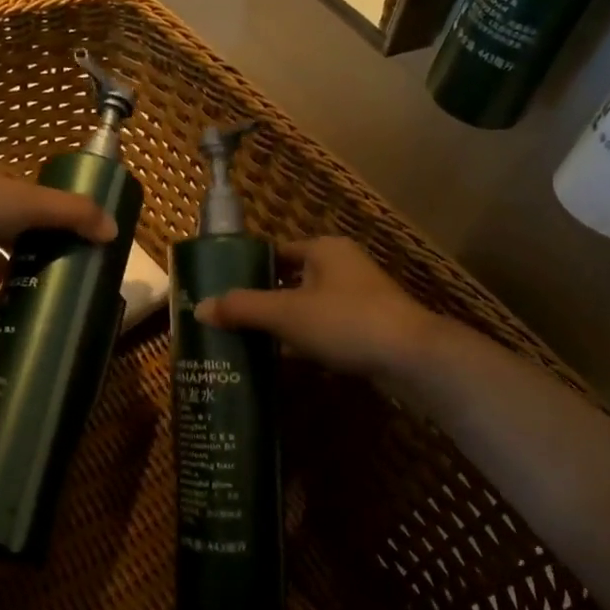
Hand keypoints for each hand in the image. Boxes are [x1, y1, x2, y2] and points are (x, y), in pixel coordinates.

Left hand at [0, 149, 117, 313]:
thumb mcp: (28, 202)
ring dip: (7, 273)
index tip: (68, 234)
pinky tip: (5, 316)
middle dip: (29, 245)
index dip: (46, 209)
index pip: (23, 187)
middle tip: (57, 268)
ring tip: (38, 293)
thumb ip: (73, 214)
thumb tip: (115, 231)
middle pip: (5, 222)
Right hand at [194, 237, 436, 379]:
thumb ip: (242, 308)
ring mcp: (359, 298)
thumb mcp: (286, 313)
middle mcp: (343, 267)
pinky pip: (325, 329)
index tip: (221, 290)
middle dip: (262, 300)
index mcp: (324, 250)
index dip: (247, 269)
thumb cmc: (345, 322)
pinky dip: (304, 341)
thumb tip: (198, 308)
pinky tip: (284, 360)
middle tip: (229, 320)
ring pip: (308, 307)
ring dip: (283, 323)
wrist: (411, 357)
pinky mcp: (368, 327)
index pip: (275, 252)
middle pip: (290, 280)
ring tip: (248, 341)